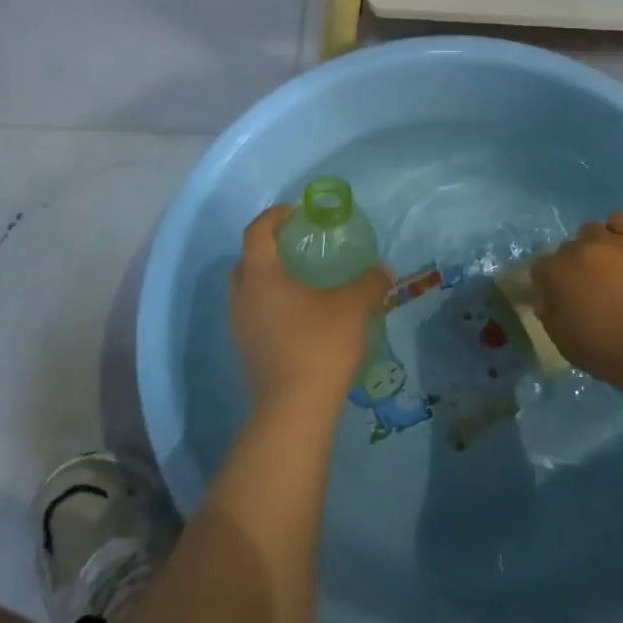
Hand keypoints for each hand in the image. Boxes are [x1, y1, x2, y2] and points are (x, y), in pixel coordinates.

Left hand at [230, 205, 391, 415]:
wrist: (294, 409)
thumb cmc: (320, 345)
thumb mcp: (354, 307)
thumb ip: (369, 282)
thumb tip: (382, 271)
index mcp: (261, 276)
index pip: (257, 231)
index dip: (274, 216)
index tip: (296, 213)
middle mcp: (242, 297)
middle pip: (247, 261)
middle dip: (269, 248)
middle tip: (298, 248)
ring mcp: (240, 327)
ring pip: (248, 291)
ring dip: (269, 281)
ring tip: (303, 284)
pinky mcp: (246, 352)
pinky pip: (255, 316)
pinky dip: (272, 307)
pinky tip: (301, 319)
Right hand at [530, 213, 622, 382]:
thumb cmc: (606, 348)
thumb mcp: (564, 343)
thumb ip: (550, 317)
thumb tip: (547, 302)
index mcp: (553, 274)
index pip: (539, 269)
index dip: (547, 284)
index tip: (557, 299)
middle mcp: (576, 250)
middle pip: (565, 249)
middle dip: (571, 266)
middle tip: (586, 287)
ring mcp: (608, 242)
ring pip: (590, 230)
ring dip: (592, 245)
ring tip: (606, 265)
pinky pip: (621, 220)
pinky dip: (618, 230)